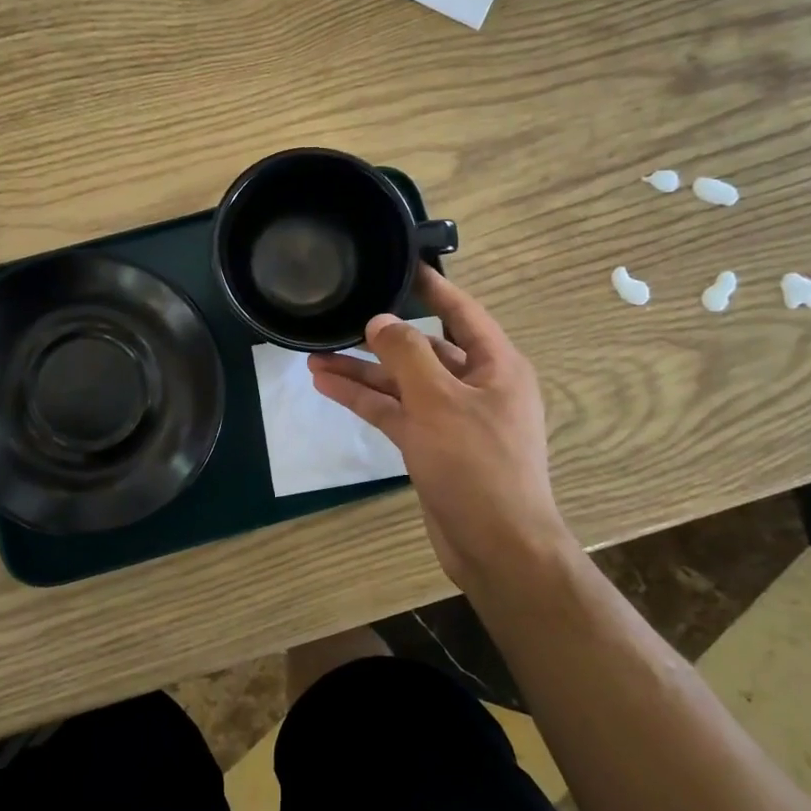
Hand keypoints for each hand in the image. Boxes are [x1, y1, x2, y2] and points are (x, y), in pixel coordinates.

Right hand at [307, 267, 574, 590]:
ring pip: (402, 383)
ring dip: (362, 371)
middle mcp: (475, 385)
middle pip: (423, 349)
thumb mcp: (439, 401)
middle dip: (380, 337)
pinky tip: (328, 385)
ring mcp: (452, 418)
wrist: (496, 546)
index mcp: (495, 365)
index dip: (432, 286)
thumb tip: (380, 321)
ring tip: (314, 356)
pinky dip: (365, 399)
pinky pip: (395, 412)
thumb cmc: (477, 464)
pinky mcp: (431, 446)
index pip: (461, 312)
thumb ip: (406, 354)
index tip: (400, 263)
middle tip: (339, 318)